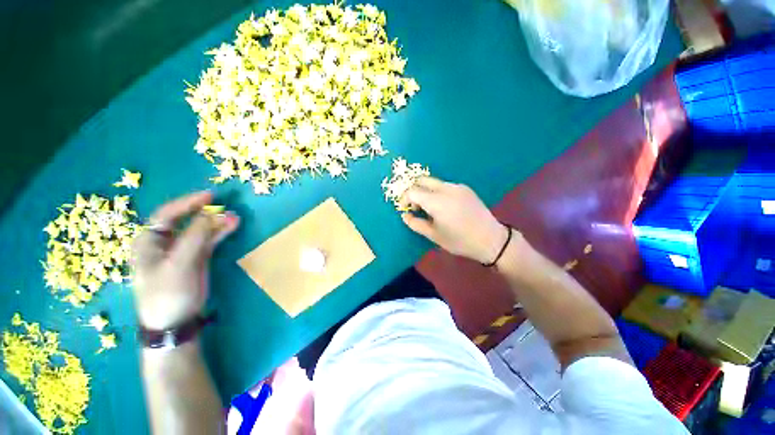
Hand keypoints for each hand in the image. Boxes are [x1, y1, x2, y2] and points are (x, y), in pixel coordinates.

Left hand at [132, 191, 239, 329]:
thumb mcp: (179, 264)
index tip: (209, 196)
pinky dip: (221, 233)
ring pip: (200, 230)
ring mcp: (182, 251)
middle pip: (186, 221)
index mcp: (149, 242)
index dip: (187, 203)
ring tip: (235, 217)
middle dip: (206, 213)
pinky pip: (209, 240)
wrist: (175, 322)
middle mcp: (164, 243)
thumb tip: (212, 213)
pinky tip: (232, 226)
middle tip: (226, 207)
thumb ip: (195, 237)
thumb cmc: (168, 293)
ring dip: (217, 223)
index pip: (167, 215)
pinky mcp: (197, 259)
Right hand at [401, 178, 510, 263]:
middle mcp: (446, 188)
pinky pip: (446, 186)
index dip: (405, 198)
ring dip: (426, 192)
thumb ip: (415, 224)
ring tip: (431, 209)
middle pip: (422, 180)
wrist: (490, 239)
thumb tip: (405, 215)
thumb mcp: (434, 235)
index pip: (413, 191)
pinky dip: (438, 192)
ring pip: (434, 182)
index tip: (406, 209)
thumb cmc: (459, 240)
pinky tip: (444, 207)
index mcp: (436, 201)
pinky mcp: (466, 188)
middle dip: (414, 191)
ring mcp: (457, 186)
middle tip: (416, 207)